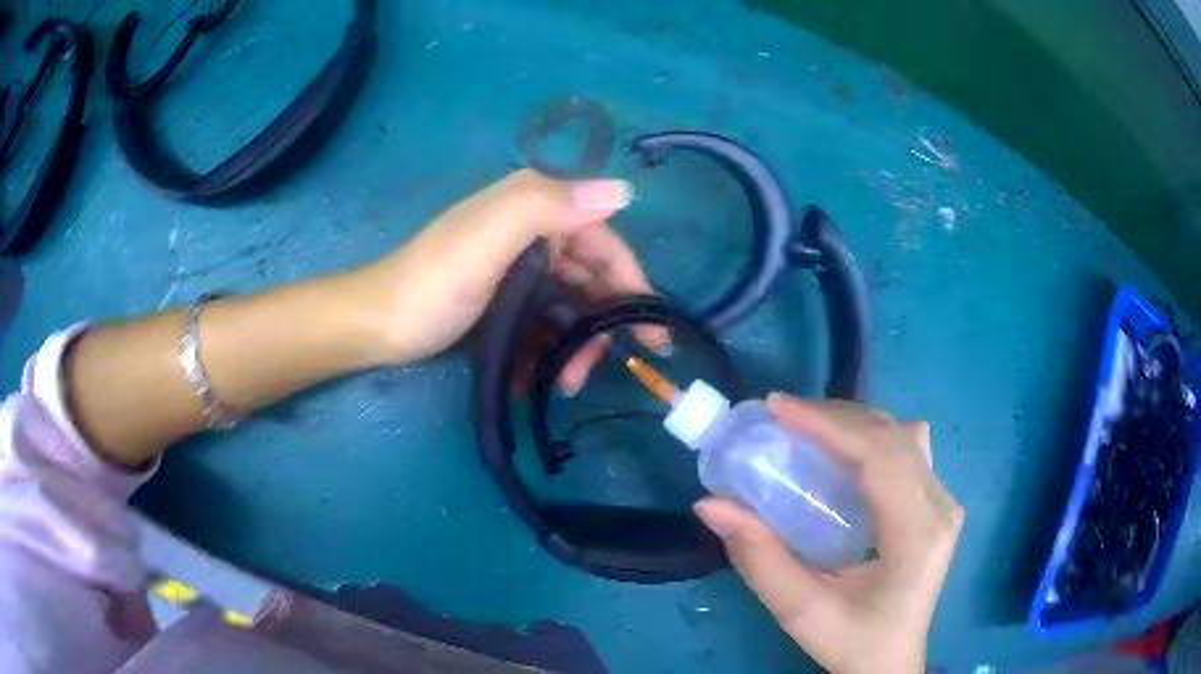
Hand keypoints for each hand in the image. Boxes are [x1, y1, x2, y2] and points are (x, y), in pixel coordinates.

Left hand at [356, 169, 666, 389]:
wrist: (377, 327)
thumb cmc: (432, 284)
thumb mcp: (487, 239)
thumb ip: (549, 207)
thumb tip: (623, 191)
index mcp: (532, 209)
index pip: (603, 241)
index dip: (632, 283)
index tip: (652, 332)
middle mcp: (530, 234)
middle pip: (588, 279)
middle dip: (599, 325)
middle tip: (596, 371)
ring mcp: (516, 272)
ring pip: (567, 307)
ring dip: (574, 346)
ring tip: (566, 384)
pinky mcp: (503, 303)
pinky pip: (541, 325)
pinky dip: (546, 351)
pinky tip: (539, 379)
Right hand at [694, 394, 963, 673]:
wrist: (891, 662)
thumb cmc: (852, 643)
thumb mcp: (801, 611)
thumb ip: (758, 558)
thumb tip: (711, 504)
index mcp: (917, 534)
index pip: (881, 457)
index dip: (830, 424)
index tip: (777, 409)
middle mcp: (941, 506)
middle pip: (893, 436)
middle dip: (835, 417)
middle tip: (781, 417)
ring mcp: (944, 501)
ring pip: (902, 435)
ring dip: (853, 424)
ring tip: (807, 430)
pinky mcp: (937, 503)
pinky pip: (907, 449)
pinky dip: (870, 439)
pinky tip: (843, 455)